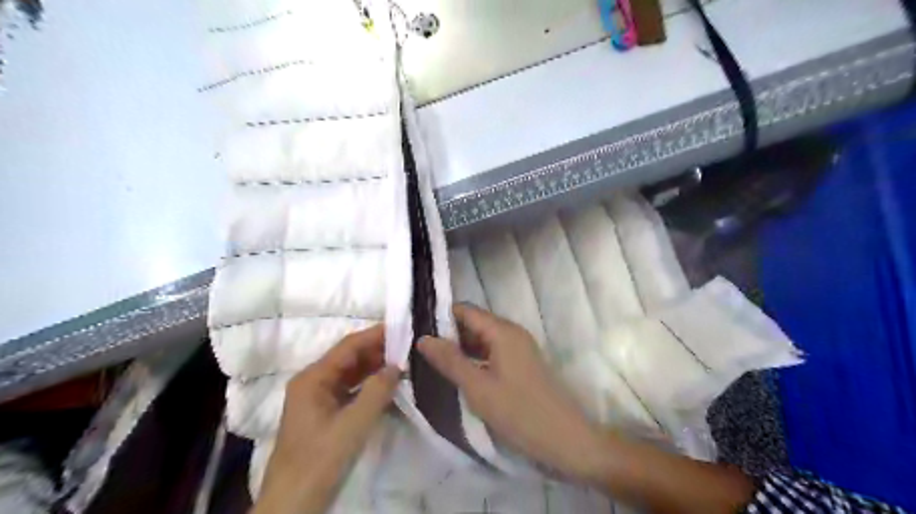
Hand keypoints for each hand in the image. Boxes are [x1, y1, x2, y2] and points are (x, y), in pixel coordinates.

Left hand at [250, 325, 396, 513]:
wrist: (293, 504)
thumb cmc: (320, 459)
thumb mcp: (353, 424)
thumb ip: (377, 391)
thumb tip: (396, 366)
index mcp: (313, 378)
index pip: (348, 346)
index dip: (374, 335)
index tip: (401, 329)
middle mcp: (313, 382)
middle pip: (348, 358)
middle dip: (377, 352)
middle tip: (407, 348)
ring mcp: (317, 399)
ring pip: (350, 375)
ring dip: (374, 369)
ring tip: (402, 364)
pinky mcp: (324, 414)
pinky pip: (349, 391)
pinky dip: (368, 387)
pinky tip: (387, 387)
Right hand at [419, 305, 606, 484]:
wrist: (566, 439)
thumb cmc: (520, 412)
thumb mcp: (478, 388)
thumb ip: (450, 361)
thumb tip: (423, 338)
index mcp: (502, 331)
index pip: (465, 310)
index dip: (440, 317)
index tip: (415, 330)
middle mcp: (512, 332)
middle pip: (474, 323)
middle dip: (448, 334)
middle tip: (420, 351)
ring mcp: (519, 348)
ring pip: (483, 339)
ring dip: (461, 348)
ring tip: (433, 362)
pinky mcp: (522, 363)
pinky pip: (493, 352)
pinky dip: (475, 359)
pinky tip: (459, 373)